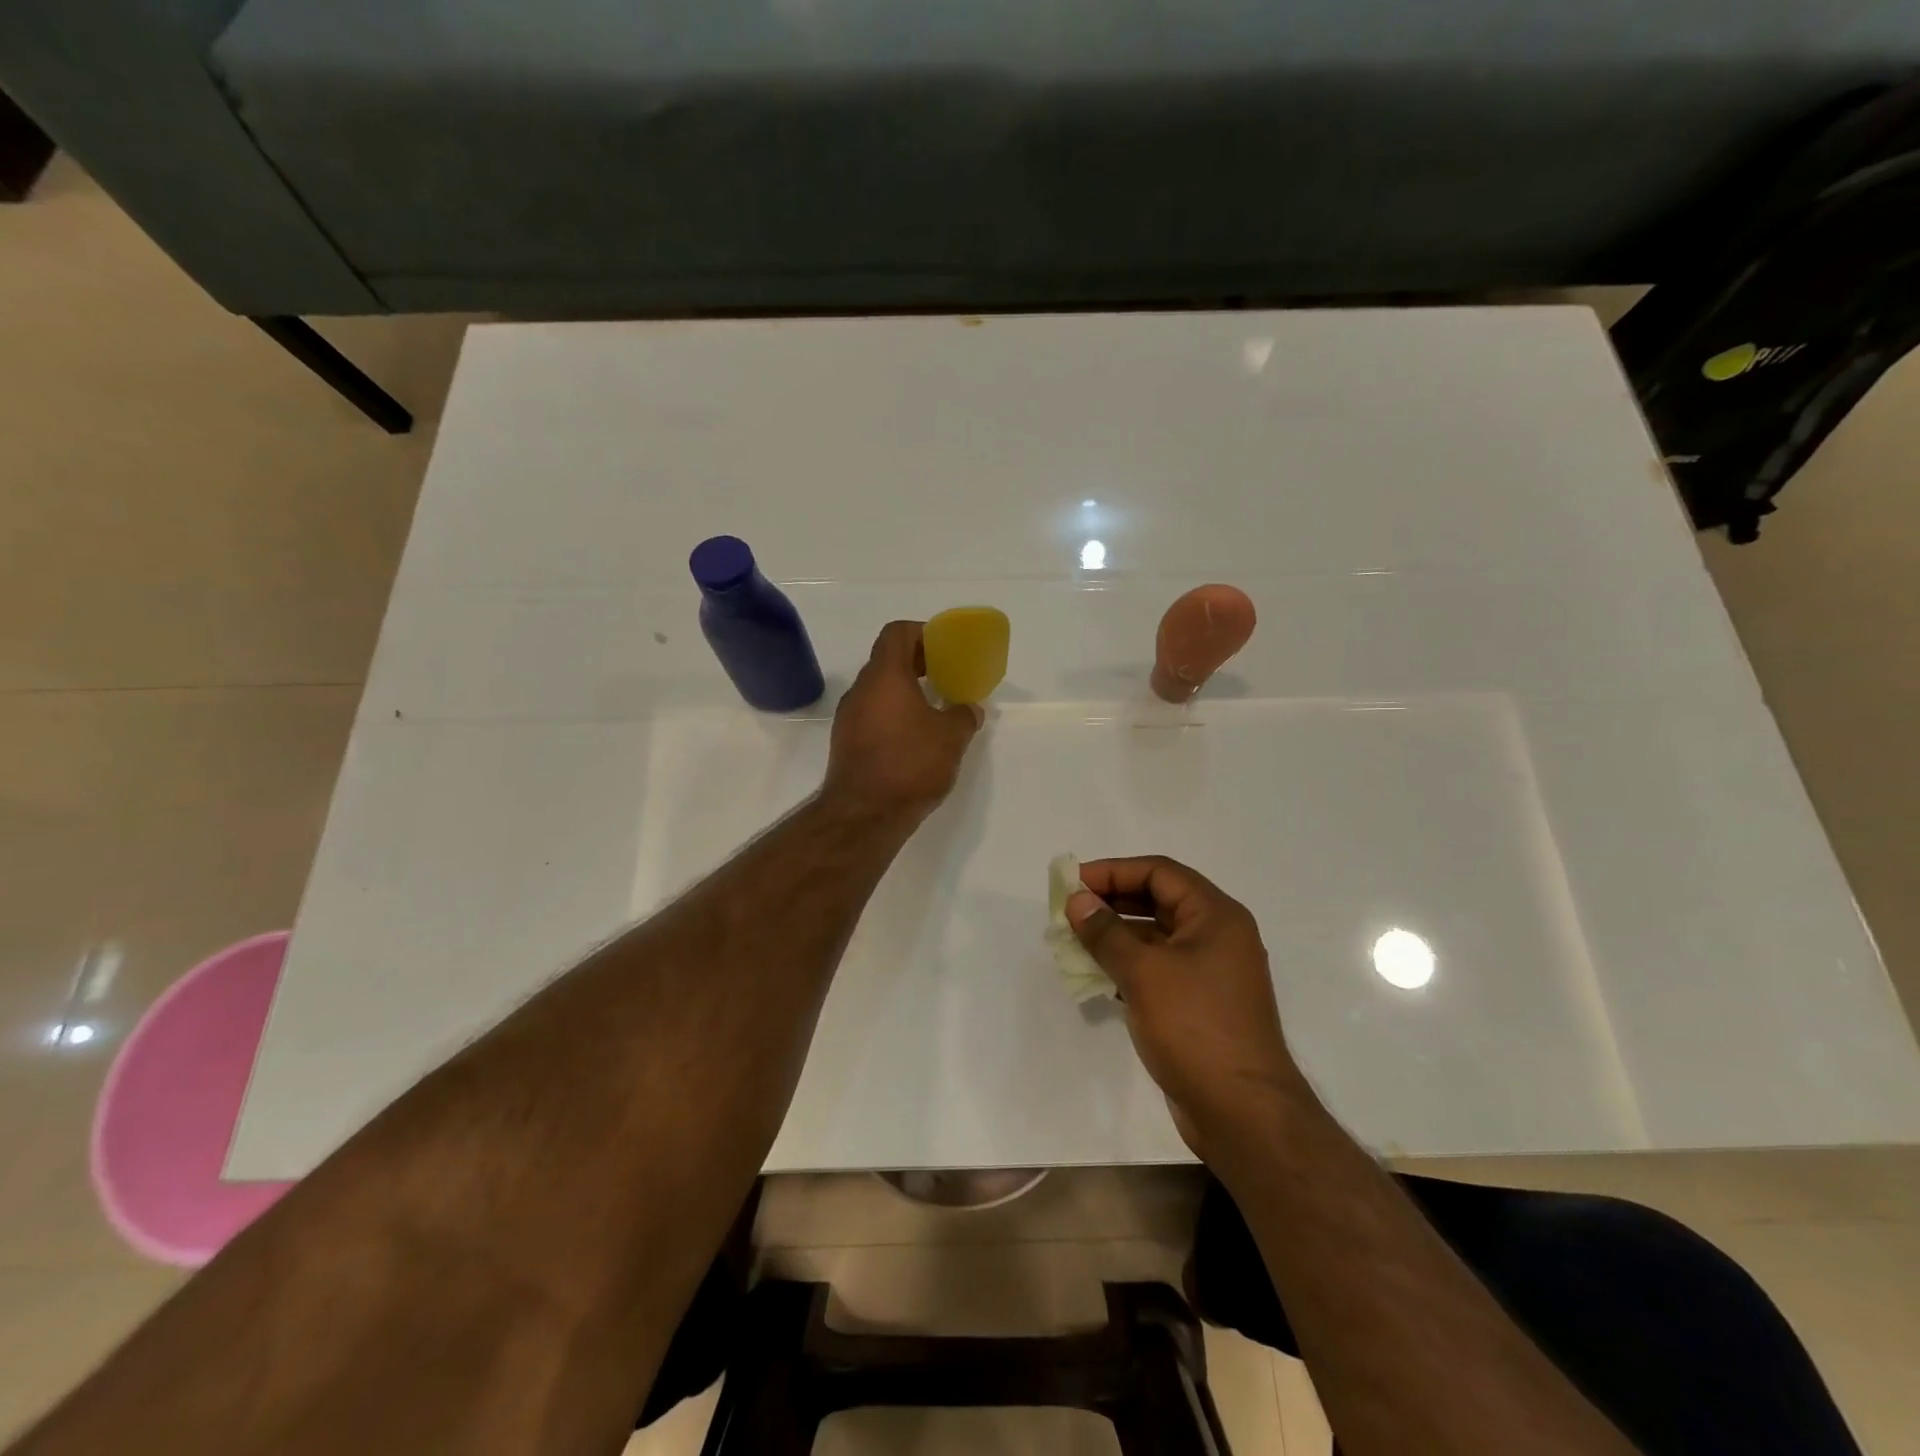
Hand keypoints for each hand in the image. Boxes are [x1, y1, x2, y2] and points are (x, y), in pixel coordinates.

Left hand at [823, 621, 982, 820]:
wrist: (864, 814)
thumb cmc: (910, 764)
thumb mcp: (951, 738)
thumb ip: (963, 715)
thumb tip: (969, 709)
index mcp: (885, 676)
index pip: (897, 633)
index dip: (922, 633)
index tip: (944, 649)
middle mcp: (861, 689)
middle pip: (887, 660)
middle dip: (917, 663)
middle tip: (944, 677)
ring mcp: (848, 716)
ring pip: (878, 689)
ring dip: (904, 691)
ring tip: (932, 710)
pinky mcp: (845, 742)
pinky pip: (871, 714)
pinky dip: (892, 714)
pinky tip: (913, 738)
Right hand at [1067, 856, 1306, 1158]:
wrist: (1242, 1113)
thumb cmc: (1195, 1027)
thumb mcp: (1144, 972)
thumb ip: (1106, 933)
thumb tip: (1078, 901)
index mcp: (1216, 916)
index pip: (1160, 872)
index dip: (1114, 871)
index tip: (1074, 883)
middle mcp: (1218, 936)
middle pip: (1159, 900)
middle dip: (1112, 901)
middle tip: (1070, 910)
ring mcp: (1210, 973)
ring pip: (1156, 937)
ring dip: (1116, 935)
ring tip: (1074, 941)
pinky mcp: (1200, 1004)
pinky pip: (1159, 969)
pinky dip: (1129, 965)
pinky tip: (1097, 975)